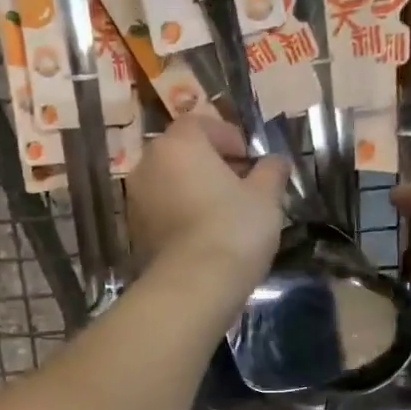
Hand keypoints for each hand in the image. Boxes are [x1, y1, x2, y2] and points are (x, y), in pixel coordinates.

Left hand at [127, 115, 289, 292]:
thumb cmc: (233, 228)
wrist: (192, 285)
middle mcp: (148, 165)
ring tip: (223, 211)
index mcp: (178, 145)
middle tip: (239, 184)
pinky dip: (180, 214)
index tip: (249, 158)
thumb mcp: (265, 196)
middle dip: (209, 163)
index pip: (201, 124)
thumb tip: (276, 161)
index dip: (228, 136)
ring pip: (169, 183)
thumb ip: (270, 171)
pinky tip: (204, 234)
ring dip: (193, 189)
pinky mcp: (134, 232)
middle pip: (181, 153)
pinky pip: (161, 212)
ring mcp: (135, 200)